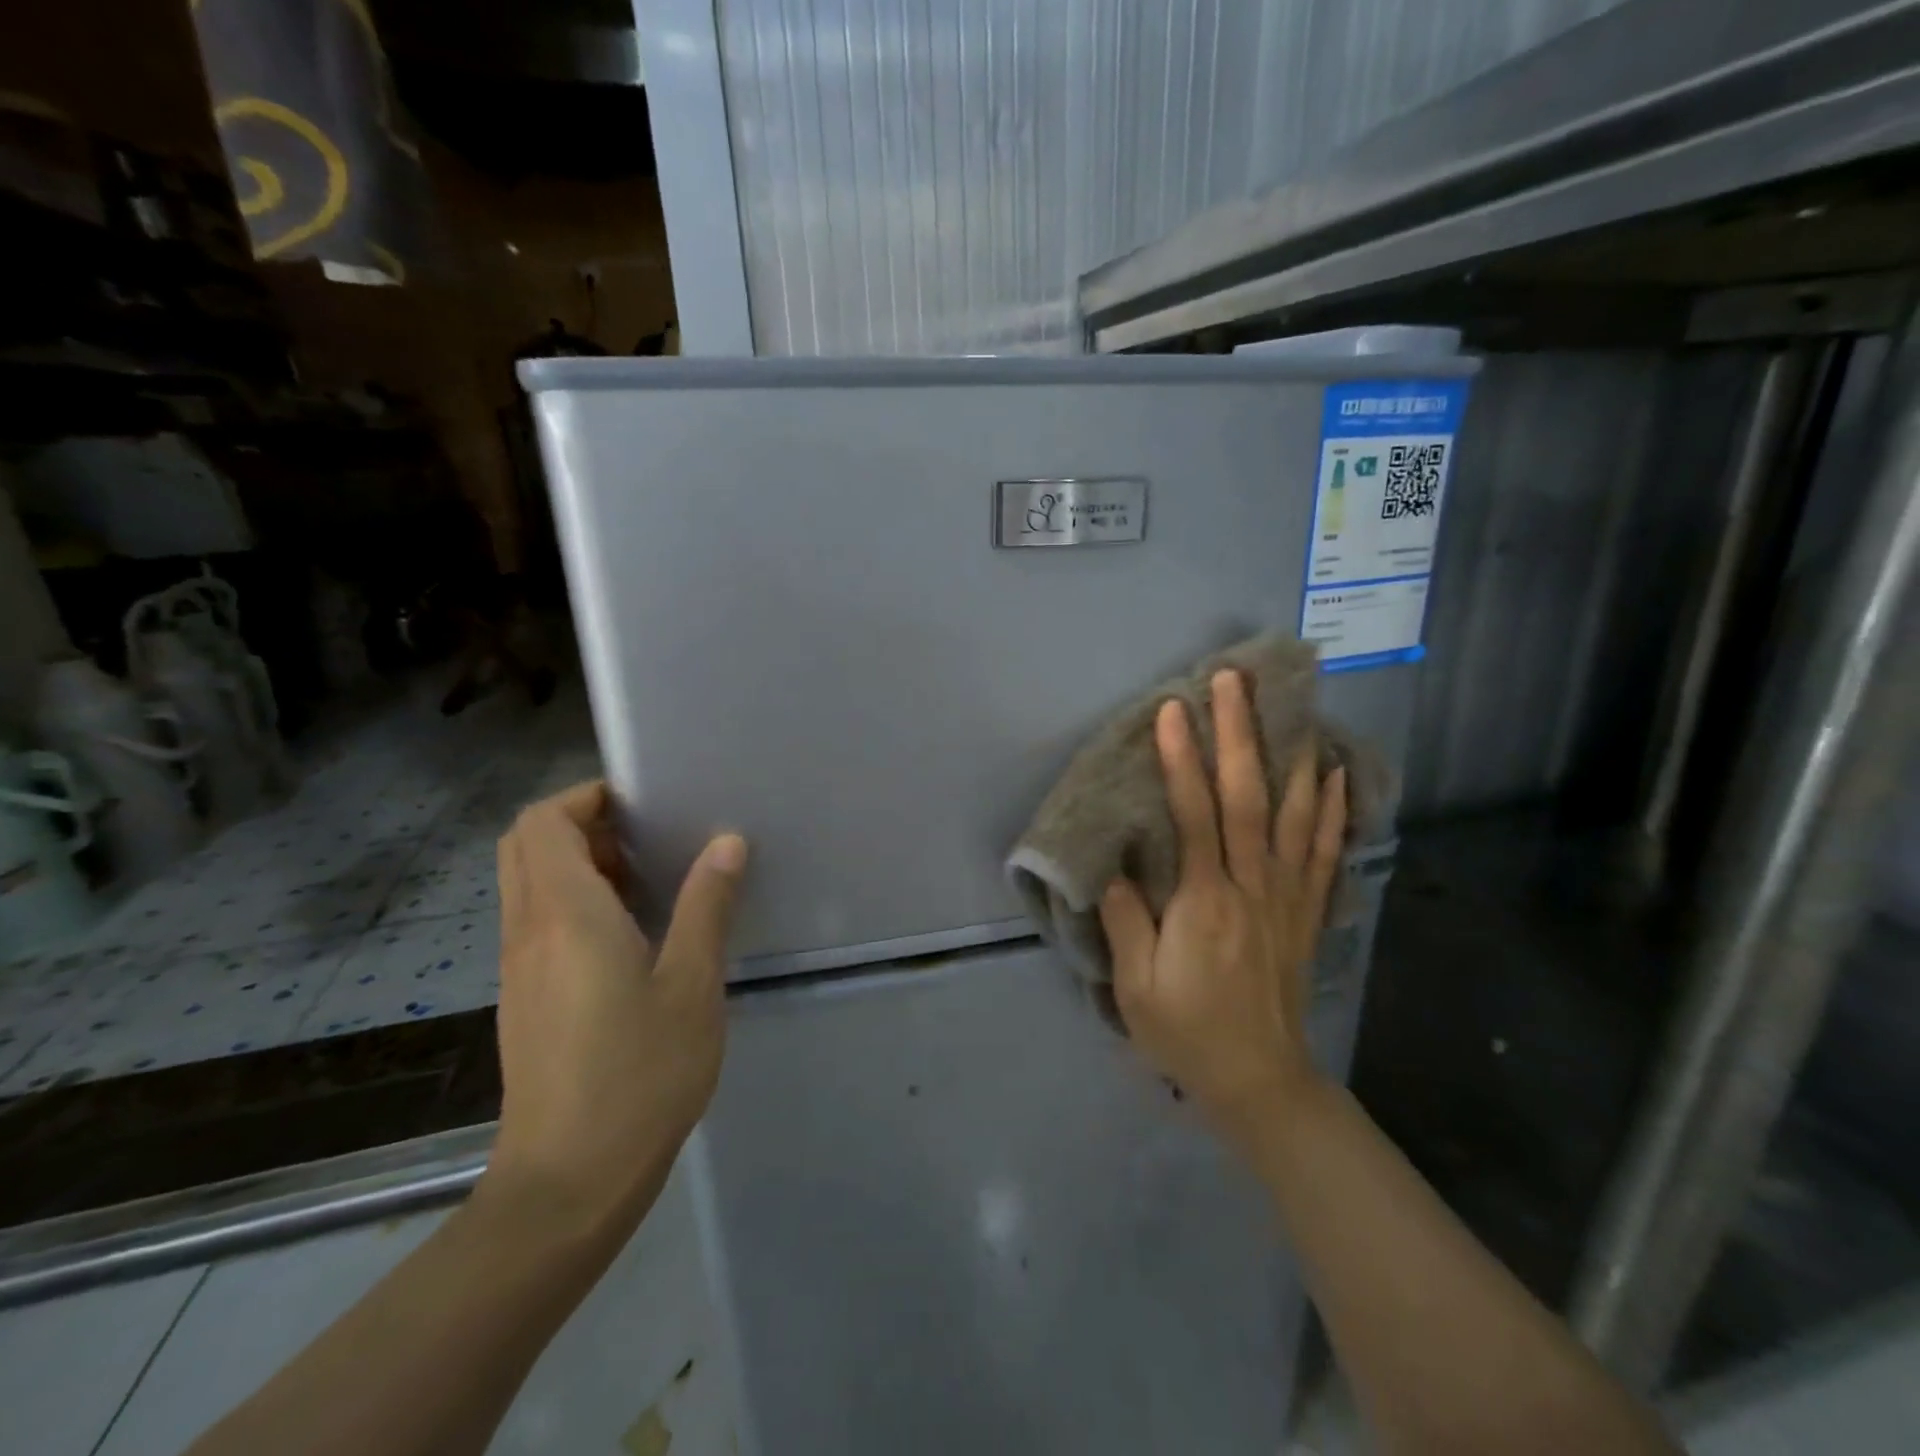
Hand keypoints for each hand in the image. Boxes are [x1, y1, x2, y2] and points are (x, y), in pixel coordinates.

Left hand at [483, 780, 746, 1241]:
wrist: (568, 1183)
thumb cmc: (639, 1075)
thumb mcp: (691, 985)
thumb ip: (706, 906)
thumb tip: (726, 842)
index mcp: (566, 916)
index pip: (544, 823)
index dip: (585, 797)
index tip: (641, 802)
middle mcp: (528, 931)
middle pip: (525, 846)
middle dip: (579, 823)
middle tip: (644, 836)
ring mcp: (518, 968)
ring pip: (527, 885)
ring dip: (576, 863)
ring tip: (646, 880)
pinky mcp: (523, 1000)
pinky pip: (535, 922)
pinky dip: (571, 903)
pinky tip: (628, 936)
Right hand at [1099, 670, 1345, 1133]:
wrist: (1260, 1081)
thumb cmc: (1188, 1031)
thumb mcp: (1138, 986)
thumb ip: (1127, 920)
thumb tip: (1118, 863)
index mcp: (1205, 901)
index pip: (1194, 814)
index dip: (1182, 759)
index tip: (1173, 710)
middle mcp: (1252, 886)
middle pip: (1248, 798)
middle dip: (1238, 735)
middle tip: (1232, 681)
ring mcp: (1287, 896)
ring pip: (1293, 814)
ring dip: (1289, 755)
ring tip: (1289, 706)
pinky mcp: (1306, 911)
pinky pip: (1324, 851)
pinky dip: (1331, 808)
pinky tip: (1334, 773)